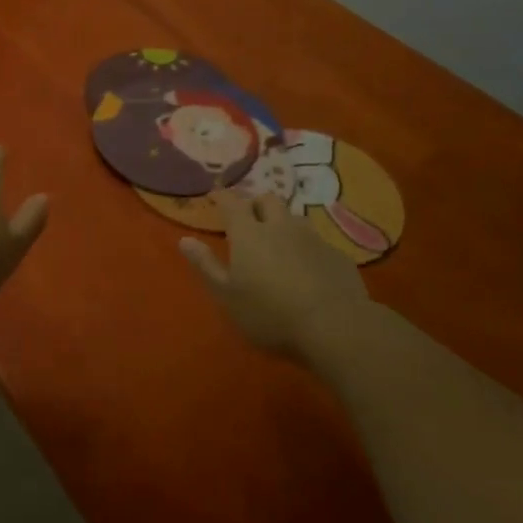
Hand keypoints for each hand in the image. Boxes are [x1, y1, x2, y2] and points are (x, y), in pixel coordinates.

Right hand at [179, 190, 367, 359]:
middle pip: (267, 200)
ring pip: (294, 219)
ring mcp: (313, 239)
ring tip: (279, 243)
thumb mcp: (227, 296)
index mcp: (249, 233)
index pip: (231, 202)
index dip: (221, 196)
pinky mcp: (338, 256)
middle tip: (248, 220)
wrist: (336, 328)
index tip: (215, 195)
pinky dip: (307, 249)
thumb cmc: (271, 313)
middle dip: (255, 205)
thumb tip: (184, 240)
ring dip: (283, 224)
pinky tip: (308, 270)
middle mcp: (280, 226)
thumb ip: (206, 266)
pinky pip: (318, 243)